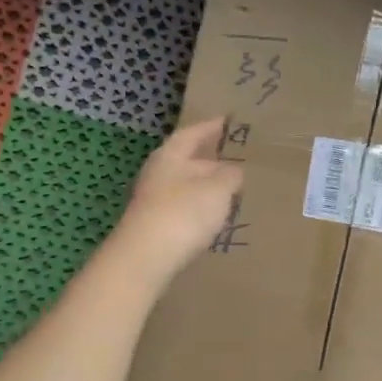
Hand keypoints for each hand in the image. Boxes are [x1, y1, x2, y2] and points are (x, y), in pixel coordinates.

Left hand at [110, 117, 244, 281]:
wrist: (145, 259)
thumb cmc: (183, 213)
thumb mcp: (217, 189)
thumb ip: (229, 176)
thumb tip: (234, 170)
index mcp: (170, 156)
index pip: (192, 134)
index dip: (210, 127)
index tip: (227, 122)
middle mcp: (157, 174)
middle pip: (186, 161)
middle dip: (210, 161)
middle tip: (236, 162)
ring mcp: (153, 202)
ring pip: (184, 187)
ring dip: (205, 188)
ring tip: (230, 192)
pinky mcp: (155, 227)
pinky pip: (182, 210)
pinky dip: (199, 209)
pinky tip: (213, 219)